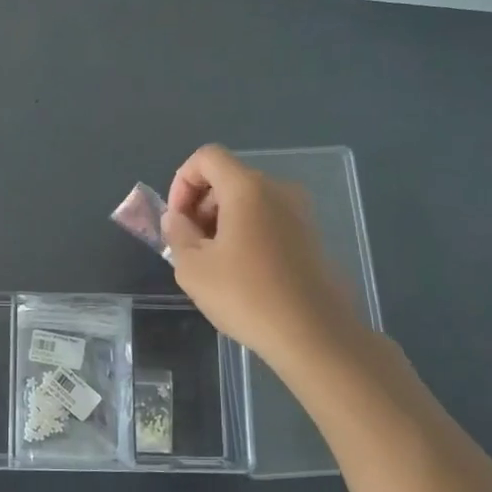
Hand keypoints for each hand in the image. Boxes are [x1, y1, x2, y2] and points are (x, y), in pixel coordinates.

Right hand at [161, 145, 365, 371]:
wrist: (314, 335)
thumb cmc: (246, 295)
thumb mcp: (192, 267)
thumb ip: (177, 233)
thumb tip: (177, 218)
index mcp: (247, 188)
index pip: (206, 157)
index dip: (181, 182)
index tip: (177, 220)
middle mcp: (278, 190)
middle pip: (227, 178)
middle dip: (200, 204)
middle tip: (190, 245)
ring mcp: (300, 213)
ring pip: (248, 200)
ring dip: (222, 221)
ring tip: (214, 263)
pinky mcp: (311, 237)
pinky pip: (268, 220)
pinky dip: (246, 233)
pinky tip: (242, 273)